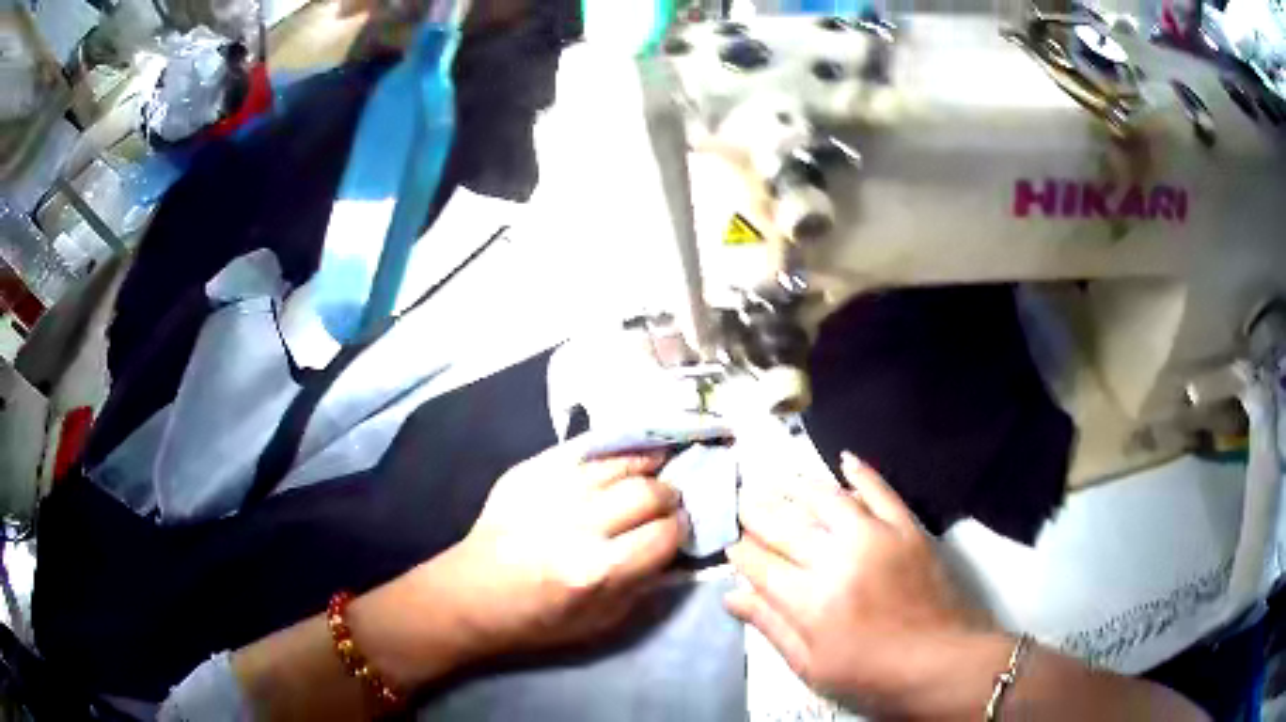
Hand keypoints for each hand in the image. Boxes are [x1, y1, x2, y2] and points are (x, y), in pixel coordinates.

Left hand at [428, 443, 684, 662]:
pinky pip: (585, 450)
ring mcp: (550, 492)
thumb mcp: (600, 622)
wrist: (471, 594)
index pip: (664, 534)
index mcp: (595, 571)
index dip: (679, 531)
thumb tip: (673, 547)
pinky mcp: (529, 472)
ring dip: (645, 470)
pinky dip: (611, 455)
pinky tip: (620, 463)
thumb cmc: (537, 619)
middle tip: (665, 505)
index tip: (676, 531)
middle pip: (648, 492)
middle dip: (668, 497)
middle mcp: (577, 526)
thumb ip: (643, 585)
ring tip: (648, 478)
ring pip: (620, 463)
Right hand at [725, 452, 992, 716]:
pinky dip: (862, 473)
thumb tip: (731, 596)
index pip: (761, 565)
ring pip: (828, 500)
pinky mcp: (908, 529)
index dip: (742, 553)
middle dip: (759, 514)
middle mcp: (838, 561)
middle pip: (787, 527)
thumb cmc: (872, 676)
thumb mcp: (812, 668)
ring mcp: (877, 539)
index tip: (731, 546)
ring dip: (799, 487)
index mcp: (811, 602)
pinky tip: (845, 459)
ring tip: (779, 480)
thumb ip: (771, 628)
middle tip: (744, 503)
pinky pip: (882, 491)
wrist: (942, 662)